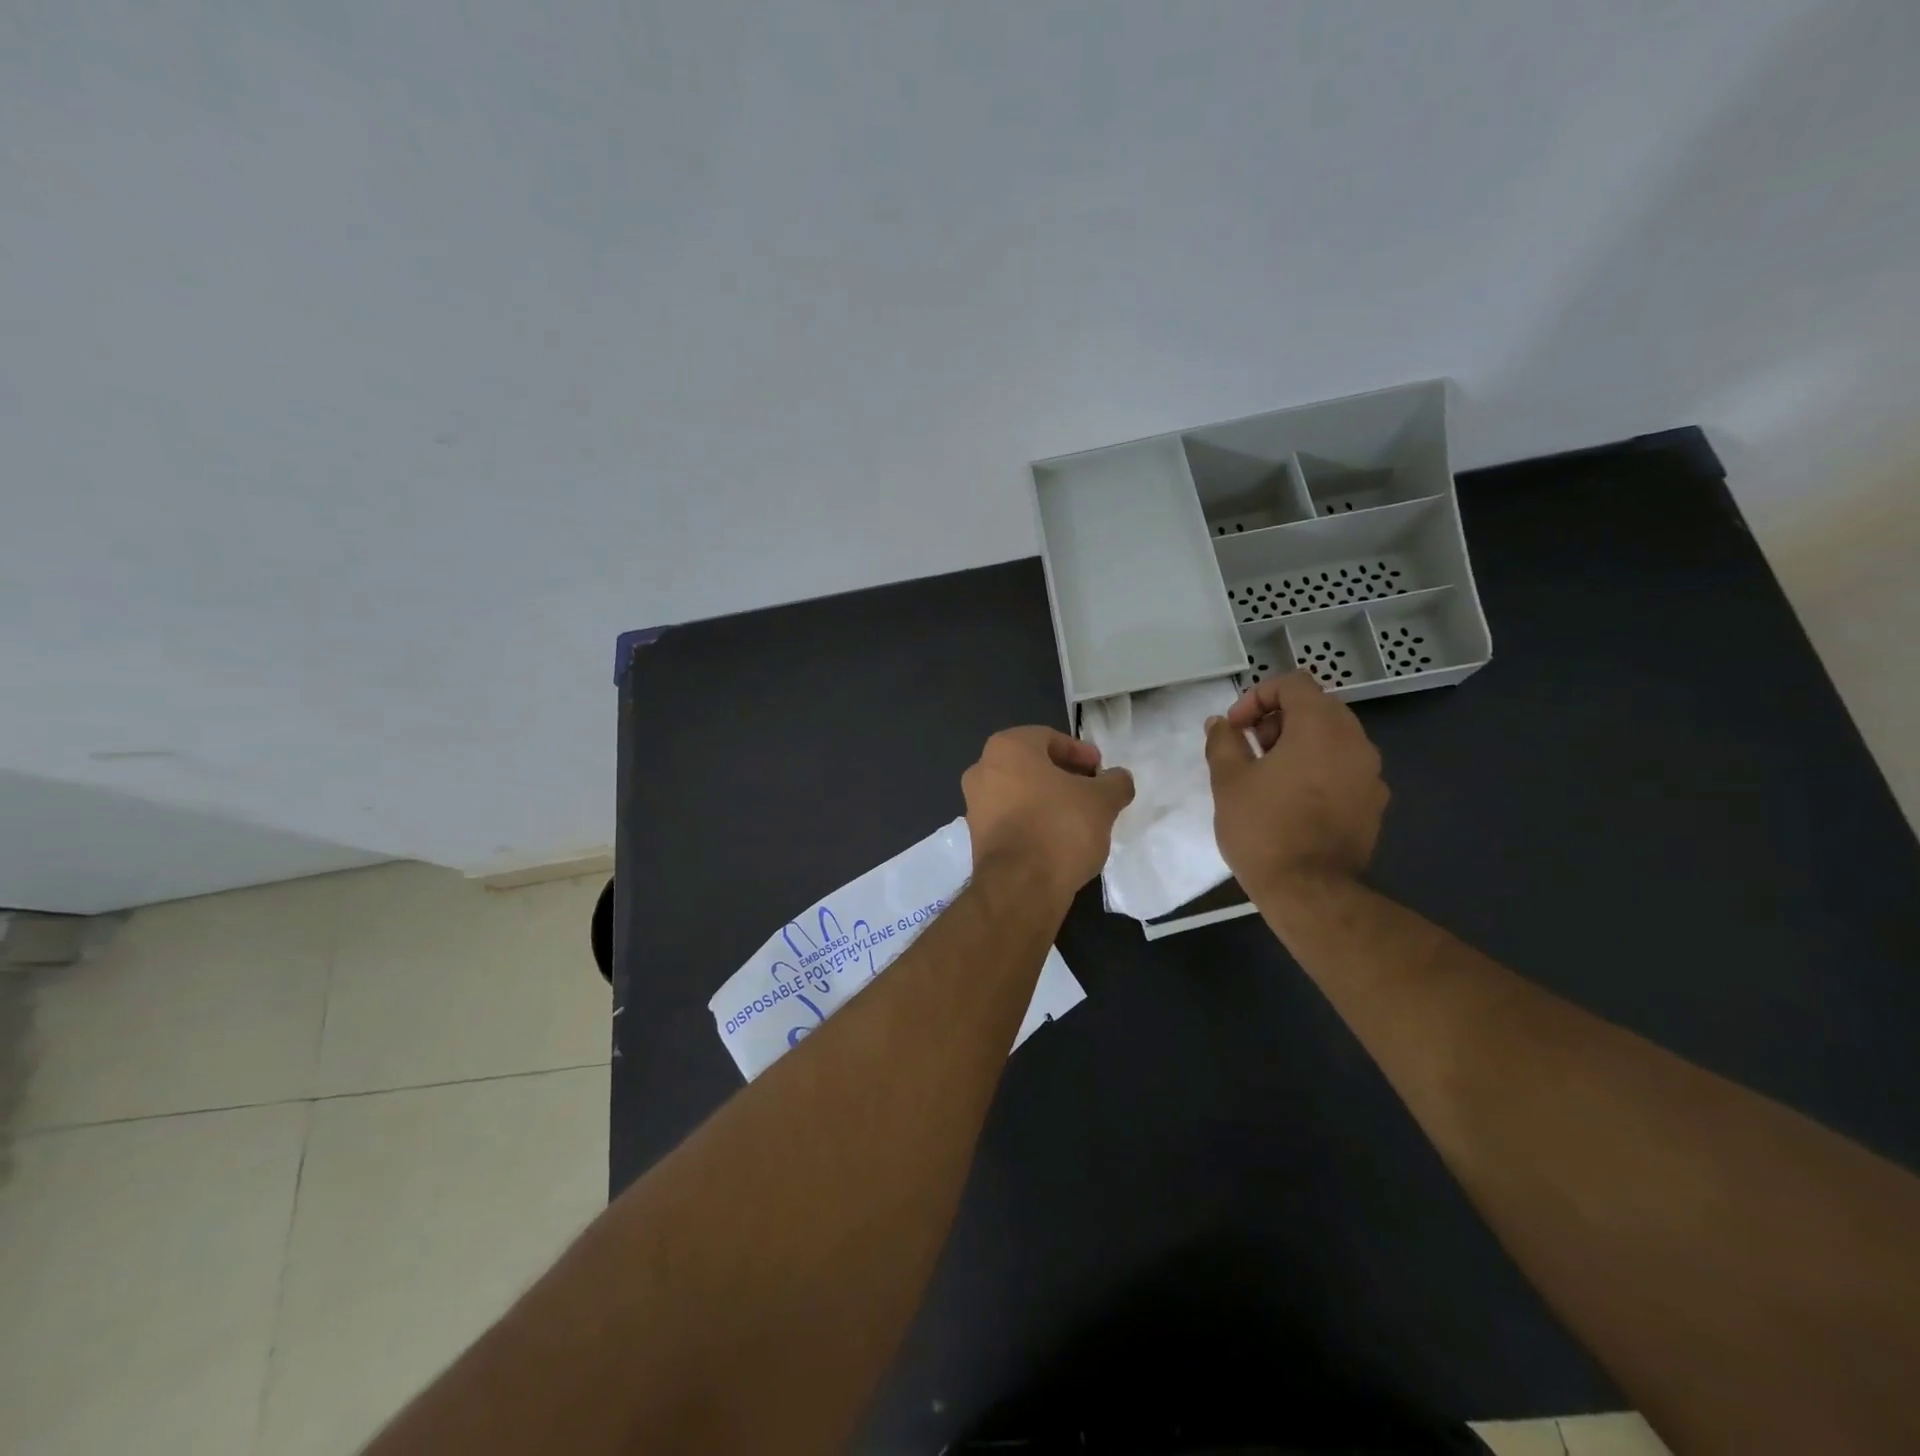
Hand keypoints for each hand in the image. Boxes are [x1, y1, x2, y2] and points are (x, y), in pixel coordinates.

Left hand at [962, 727, 1134, 907]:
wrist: (1020, 886)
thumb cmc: (1060, 827)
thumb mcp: (1102, 800)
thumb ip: (1115, 783)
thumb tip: (1119, 779)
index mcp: (1007, 748)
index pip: (1049, 738)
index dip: (1080, 752)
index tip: (1100, 770)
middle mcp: (982, 770)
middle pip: (1031, 765)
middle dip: (1063, 776)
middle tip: (1092, 791)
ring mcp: (974, 805)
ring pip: (1019, 792)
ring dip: (1048, 799)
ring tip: (1079, 817)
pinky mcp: (976, 837)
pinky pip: (1010, 818)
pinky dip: (1033, 821)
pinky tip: (1057, 839)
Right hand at [1203, 671, 1387, 899]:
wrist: (1309, 891)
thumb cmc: (1263, 828)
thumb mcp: (1228, 780)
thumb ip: (1224, 742)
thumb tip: (1221, 724)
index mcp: (1320, 727)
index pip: (1294, 684)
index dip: (1258, 697)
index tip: (1236, 728)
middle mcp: (1355, 742)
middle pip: (1317, 707)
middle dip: (1278, 720)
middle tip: (1250, 749)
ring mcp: (1370, 774)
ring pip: (1333, 738)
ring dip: (1299, 744)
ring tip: (1269, 775)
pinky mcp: (1374, 803)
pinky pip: (1344, 768)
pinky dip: (1319, 769)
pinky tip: (1294, 800)